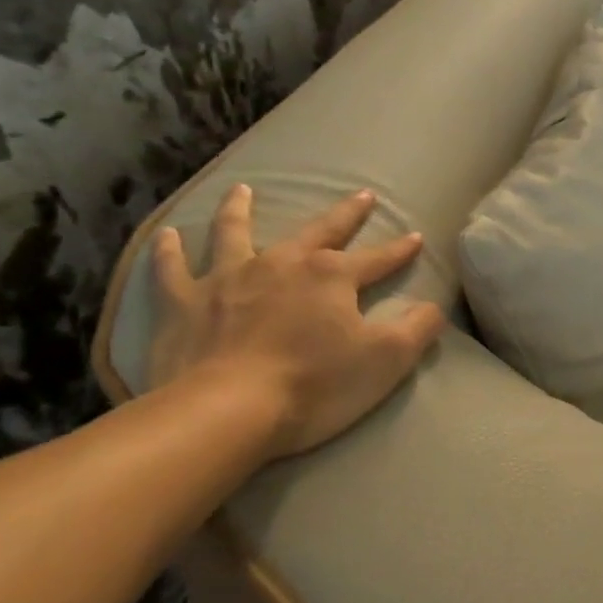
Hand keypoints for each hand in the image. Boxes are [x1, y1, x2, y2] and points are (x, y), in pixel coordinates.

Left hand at [147, 184, 444, 459]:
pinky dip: (169, 252)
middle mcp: (282, 264)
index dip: (400, 251)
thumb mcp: (387, 360)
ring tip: (242, 190)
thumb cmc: (315, 385)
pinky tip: (167, 237)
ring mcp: (228, 279)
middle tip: (362, 196)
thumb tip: (434, 307)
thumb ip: (418, 329)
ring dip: (240, 210)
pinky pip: (172, 270)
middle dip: (345, 214)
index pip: (377, 258)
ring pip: (235, 233)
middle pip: (319, 231)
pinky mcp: (184, 304)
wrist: (226, 412)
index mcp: (331, 276)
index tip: (415, 238)